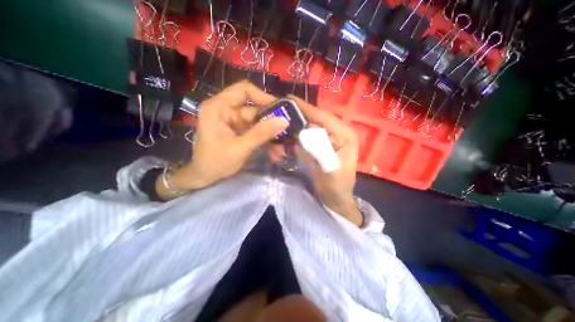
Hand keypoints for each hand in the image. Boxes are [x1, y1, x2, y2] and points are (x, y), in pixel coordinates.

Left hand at [157, 80, 287, 198]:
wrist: (205, 177)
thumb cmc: (215, 162)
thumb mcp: (240, 148)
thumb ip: (261, 133)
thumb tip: (284, 121)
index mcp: (219, 107)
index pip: (244, 90)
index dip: (263, 96)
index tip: (280, 109)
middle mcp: (226, 110)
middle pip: (254, 108)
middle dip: (271, 123)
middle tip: (286, 132)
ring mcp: (233, 121)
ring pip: (258, 122)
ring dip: (270, 135)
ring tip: (281, 149)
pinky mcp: (239, 131)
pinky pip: (256, 131)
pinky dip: (265, 140)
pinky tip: (274, 152)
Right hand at [278, 96, 360, 225]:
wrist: (334, 199)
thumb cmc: (339, 186)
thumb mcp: (332, 170)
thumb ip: (320, 151)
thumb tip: (303, 133)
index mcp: (344, 134)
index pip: (324, 116)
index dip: (307, 108)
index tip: (289, 99)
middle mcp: (334, 133)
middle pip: (312, 121)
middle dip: (295, 119)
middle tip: (277, 113)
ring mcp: (323, 141)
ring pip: (305, 130)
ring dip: (291, 131)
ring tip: (276, 131)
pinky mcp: (315, 148)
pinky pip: (302, 141)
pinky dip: (291, 141)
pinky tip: (280, 144)